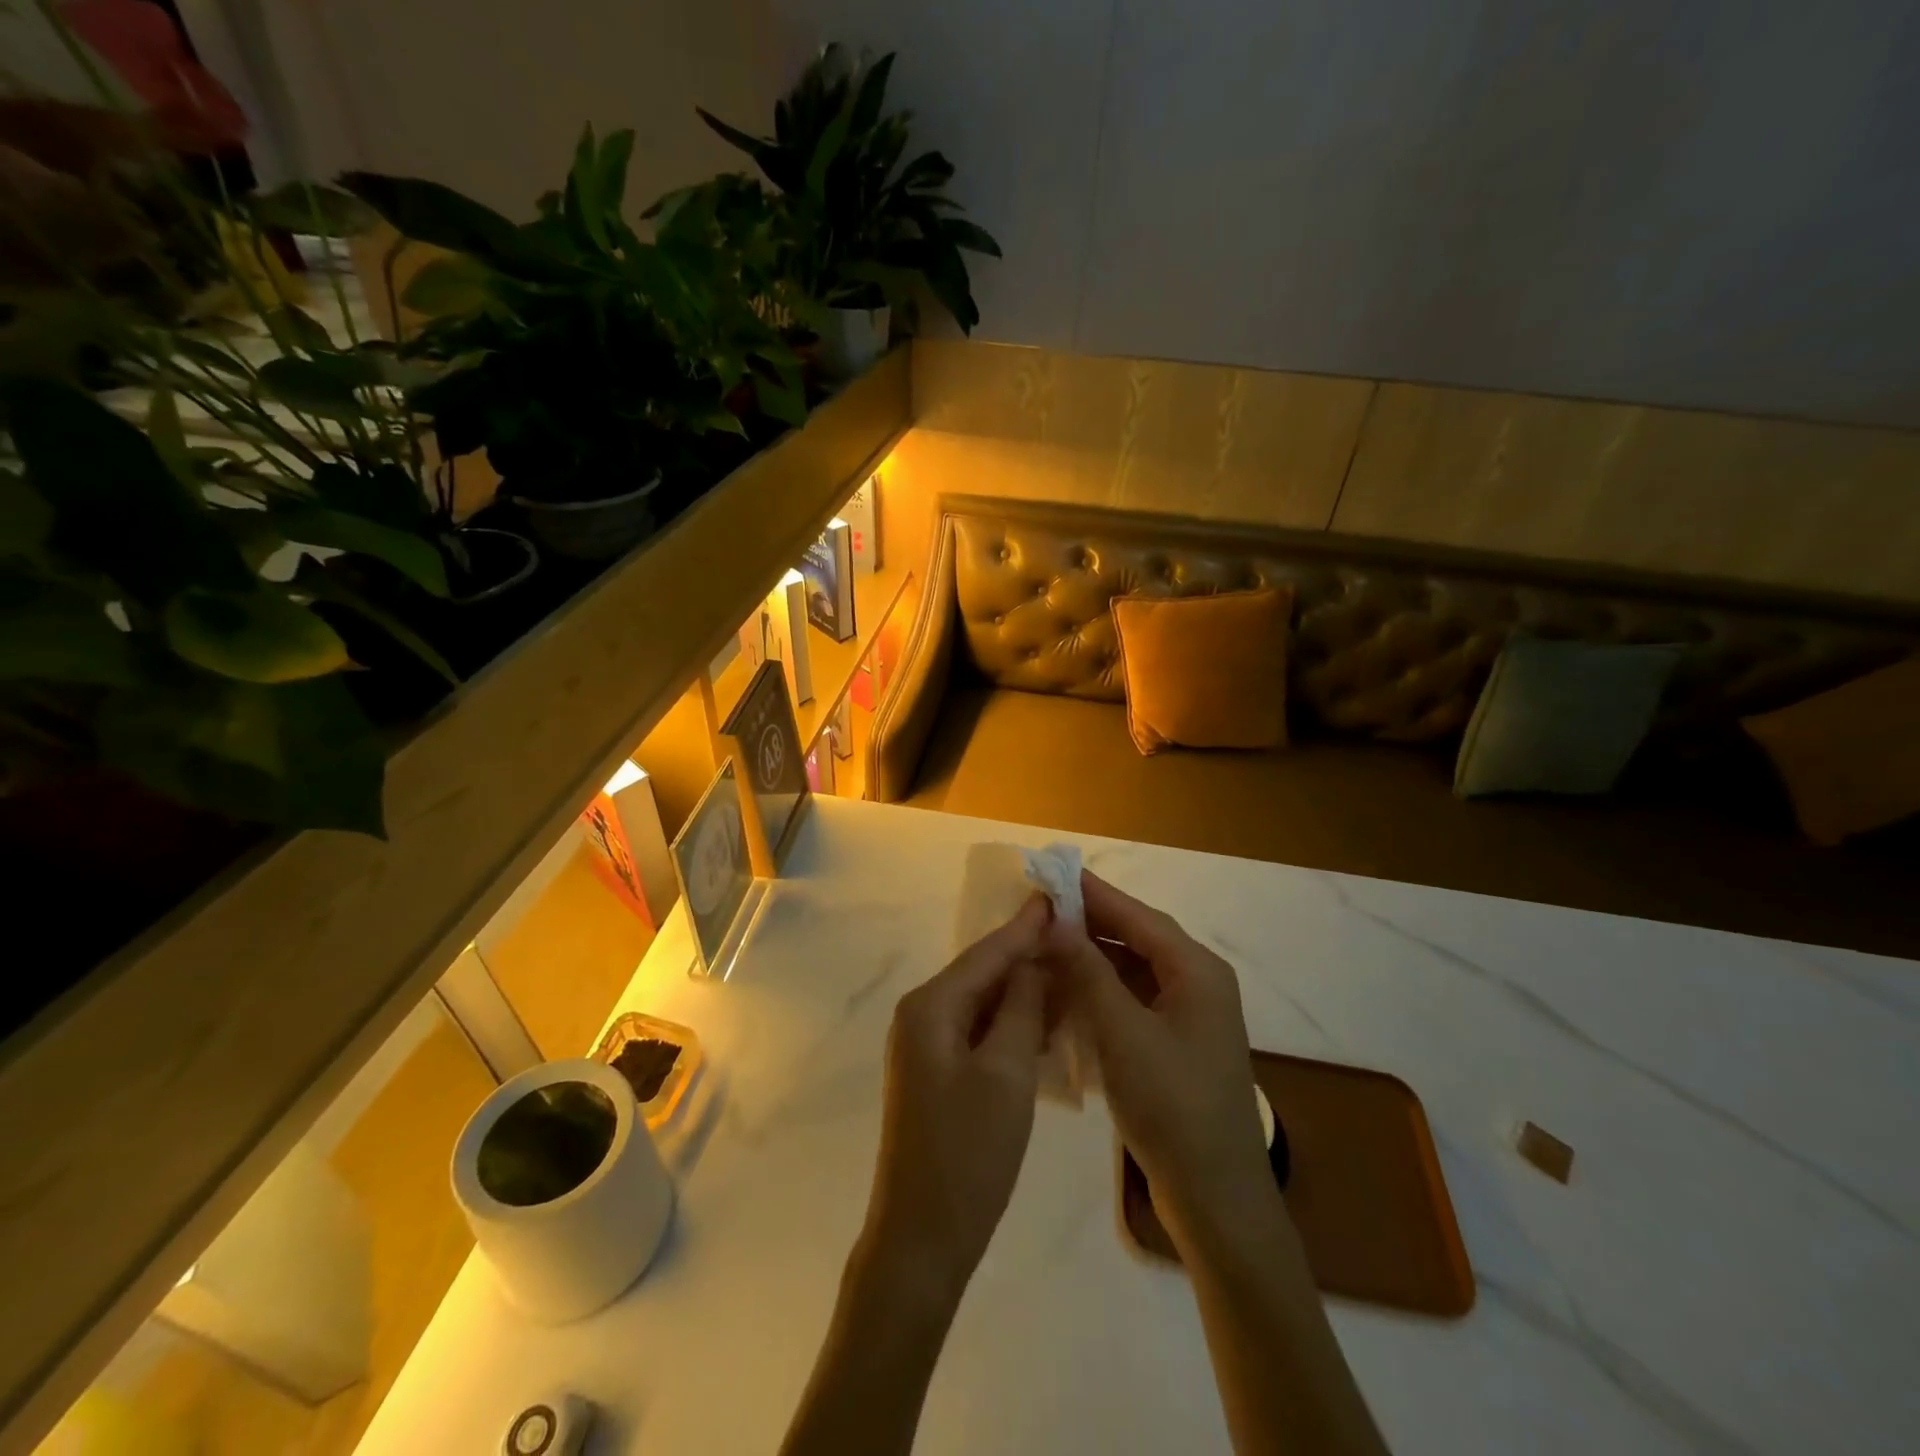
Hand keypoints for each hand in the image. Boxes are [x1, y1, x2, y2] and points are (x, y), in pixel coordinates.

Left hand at [857, 894, 1050, 1312]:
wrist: (922, 1238)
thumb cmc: (967, 1154)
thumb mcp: (1006, 1073)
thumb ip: (1021, 1008)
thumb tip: (1033, 962)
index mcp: (931, 1006)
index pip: (987, 952)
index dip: (1025, 926)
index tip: (1058, 897)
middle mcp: (922, 1015)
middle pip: (983, 972)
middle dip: (1028, 955)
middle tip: (1075, 934)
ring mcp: (927, 1045)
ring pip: (984, 1002)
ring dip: (1024, 990)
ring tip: (1071, 970)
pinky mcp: (938, 1072)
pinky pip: (980, 1030)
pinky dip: (1012, 1022)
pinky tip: (1047, 1020)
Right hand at [1047, 872, 1270, 1235]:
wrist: (1217, 1199)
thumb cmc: (1173, 1107)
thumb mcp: (1122, 1034)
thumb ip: (1088, 972)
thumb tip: (1055, 921)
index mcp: (1197, 971)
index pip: (1138, 916)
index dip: (1094, 894)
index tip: (1052, 874)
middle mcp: (1198, 983)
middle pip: (1138, 938)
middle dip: (1090, 924)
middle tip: (1040, 911)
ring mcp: (1189, 1016)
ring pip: (1134, 970)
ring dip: (1093, 958)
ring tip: (1046, 946)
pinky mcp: (1177, 1043)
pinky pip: (1135, 1000)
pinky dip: (1102, 991)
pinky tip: (1069, 992)